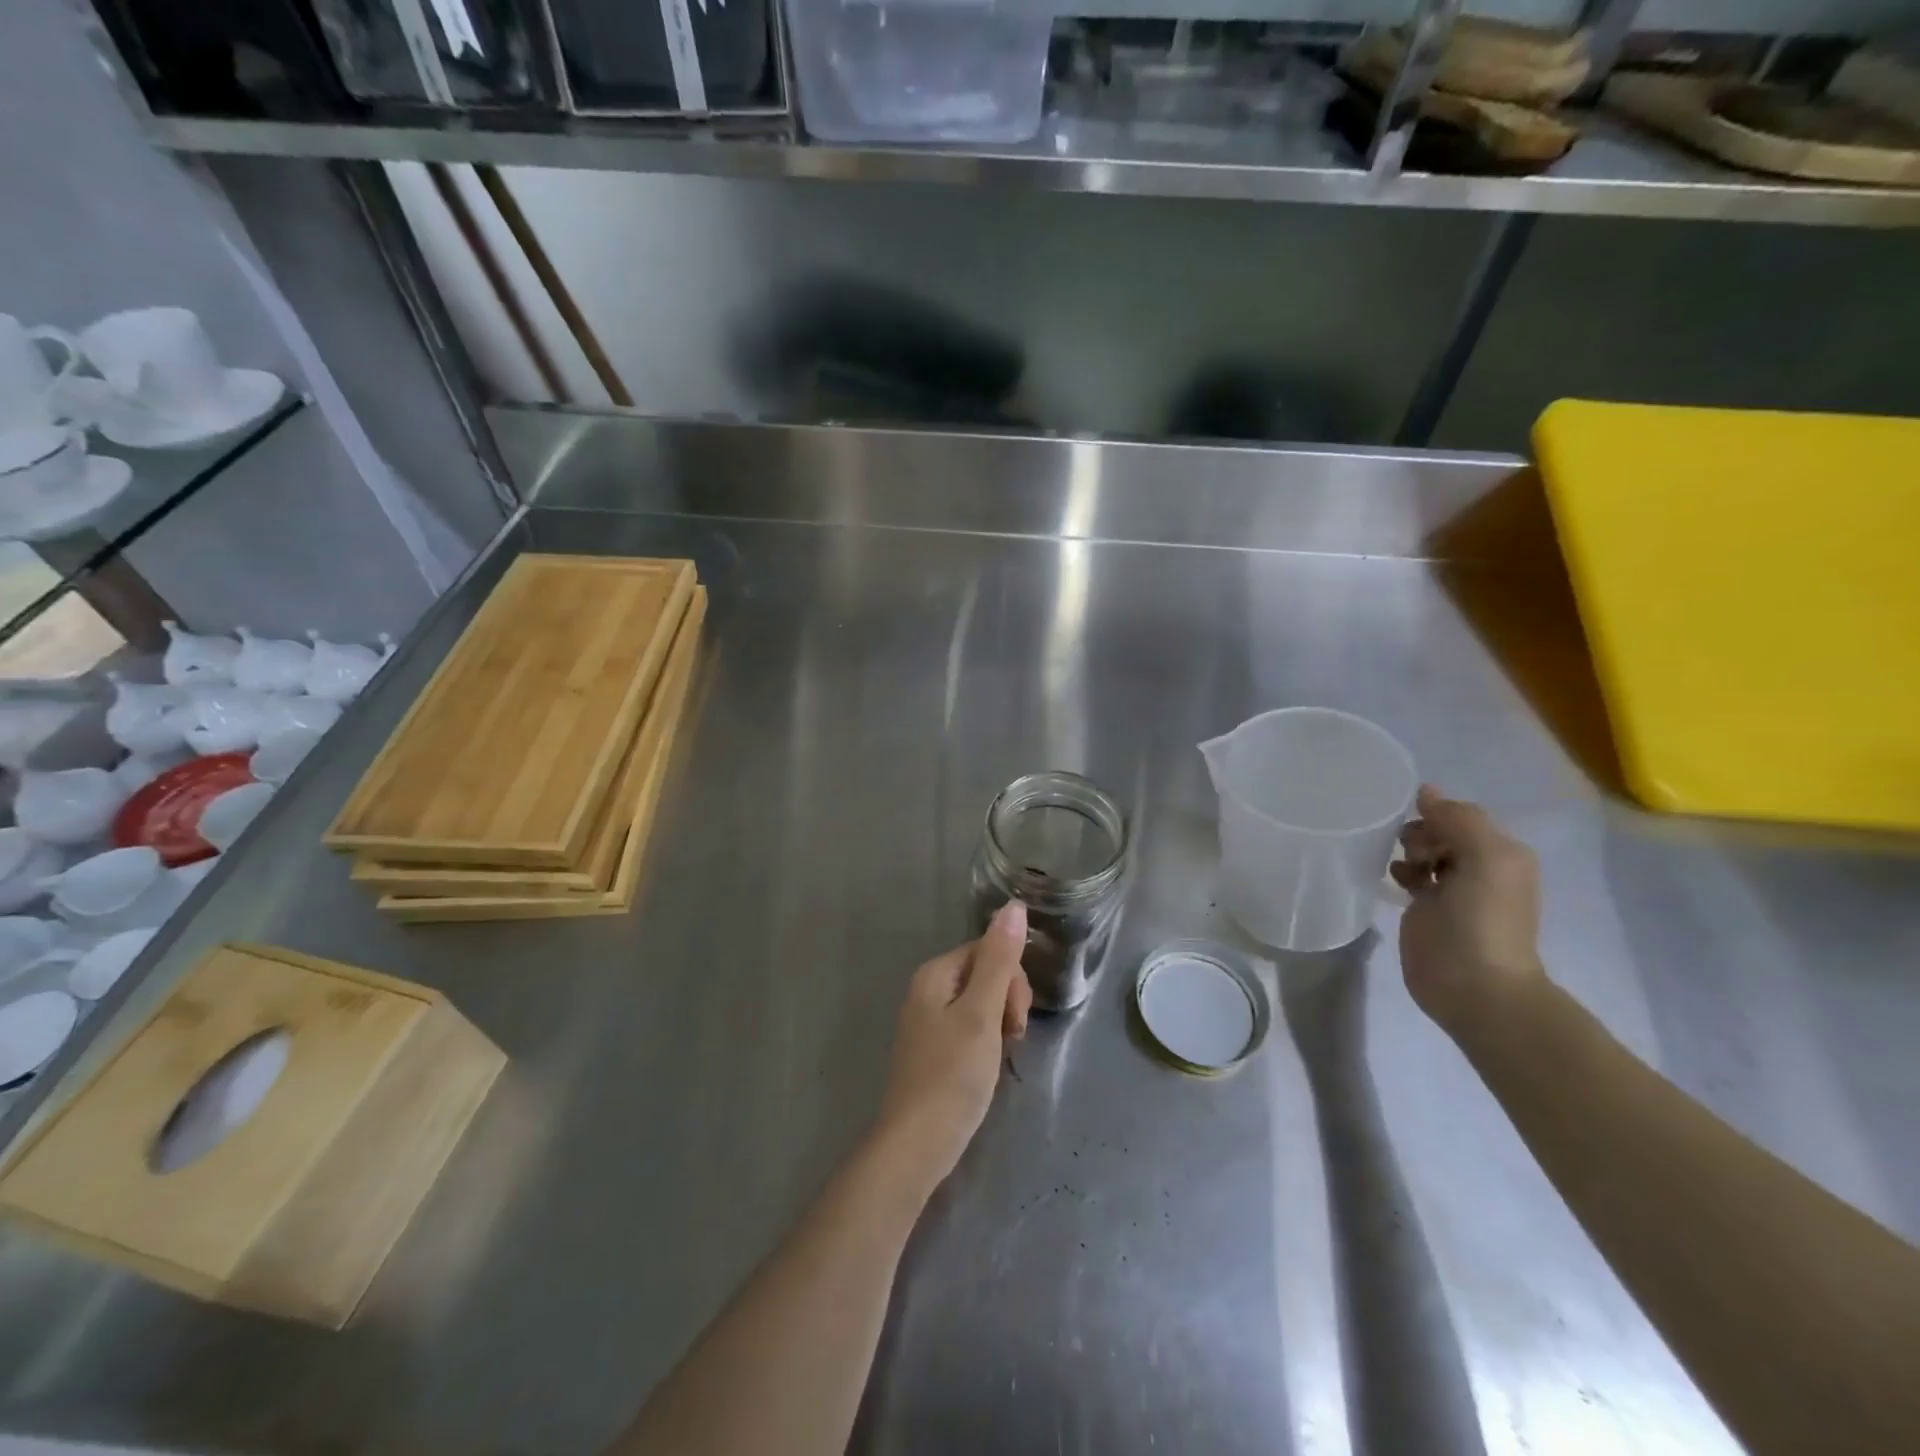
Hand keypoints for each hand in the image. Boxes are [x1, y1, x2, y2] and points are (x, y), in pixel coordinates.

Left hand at [875, 901, 1032, 1191]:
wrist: (917, 1145)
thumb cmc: (952, 1075)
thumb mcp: (982, 1013)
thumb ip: (999, 960)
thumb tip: (1013, 905)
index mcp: (935, 974)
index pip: (988, 951)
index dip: (1011, 980)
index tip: (1015, 1017)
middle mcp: (928, 991)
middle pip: (985, 974)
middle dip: (1007, 1001)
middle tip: (1011, 1038)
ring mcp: (929, 1022)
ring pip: (982, 1004)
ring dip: (1001, 1023)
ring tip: (1001, 1055)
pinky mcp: (935, 1051)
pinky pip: (971, 1028)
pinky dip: (988, 1042)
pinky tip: (989, 1066)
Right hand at [1391, 785, 1544, 1034]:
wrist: (1475, 987)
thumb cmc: (1483, 920)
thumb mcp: (1485, 857)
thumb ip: (1458, 819)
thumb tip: (1425, 792)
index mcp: (1501, 852)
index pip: (1461, 815)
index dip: (1436, 814)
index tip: (1414, 824)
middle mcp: (1480, 867)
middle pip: (1440, 830)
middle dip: (1420, 832)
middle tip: (1411, 852)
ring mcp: (1452, 890)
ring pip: (1423, 851)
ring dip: (1407, 851)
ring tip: (1403, 869)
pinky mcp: (1426, 911)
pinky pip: (1410, 876)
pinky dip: (1399, 871)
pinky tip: (1393, 880)